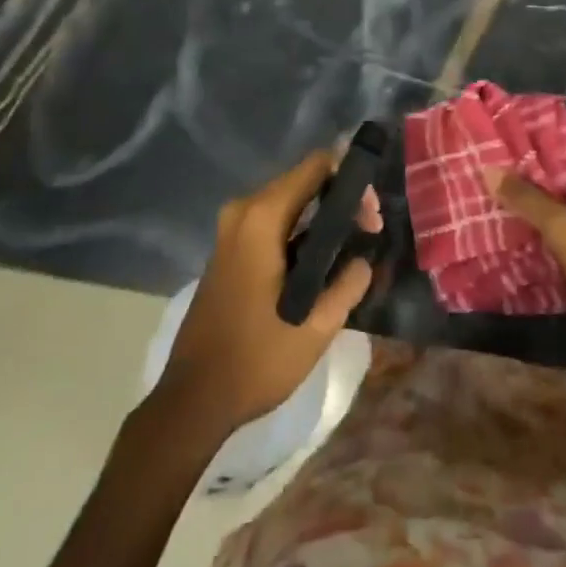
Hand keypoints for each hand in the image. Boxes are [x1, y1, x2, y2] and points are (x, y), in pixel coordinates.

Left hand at [157, 150, 378, 438]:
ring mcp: (230, 228)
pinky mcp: (228, 247)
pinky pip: (271, 219)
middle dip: (339, 198)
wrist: (193, 400)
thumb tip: (364, 259)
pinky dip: (299, 228)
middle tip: (369, 230)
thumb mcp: (315, 328)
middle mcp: (243, 210)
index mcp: (261, 218)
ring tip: (352, 244)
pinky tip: (320, 257)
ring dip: (320, 214)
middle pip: (301, 180)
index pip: (315, 166)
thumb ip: (348, 284)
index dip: (350, 180)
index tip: (372, 215)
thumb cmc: (255, 361)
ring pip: (287, 200)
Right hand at [494, 143, 565, 391]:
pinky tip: (535, 242)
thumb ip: (527, 199)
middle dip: (536, 180)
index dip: (535, 148)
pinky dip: (563, 233)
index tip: (503, 153)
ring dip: (547, 209)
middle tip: (498, 183)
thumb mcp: (563, 230)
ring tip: (508, 210)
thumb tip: (491, 169)